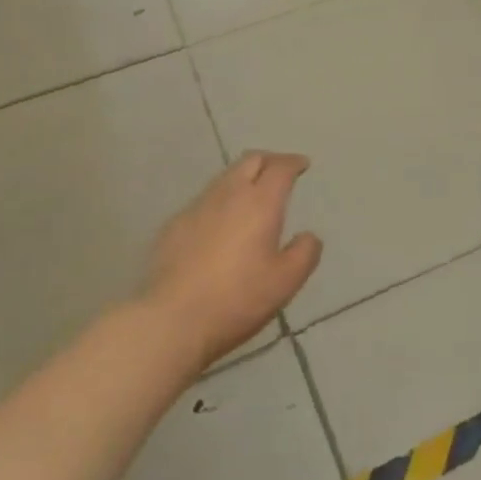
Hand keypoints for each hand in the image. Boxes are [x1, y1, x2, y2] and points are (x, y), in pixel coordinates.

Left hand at [142, 152, 321, 370]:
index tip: (302, 164)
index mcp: (260, 203)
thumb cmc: (237, 299)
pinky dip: (220, 201)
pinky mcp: (174, 224)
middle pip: (250, 160)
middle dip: (269, 160)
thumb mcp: (285, 282)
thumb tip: (309, 236)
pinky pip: (204, 201)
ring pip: (224, 177)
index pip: (280, 167)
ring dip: (242, 178)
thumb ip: (304, 253)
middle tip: (280, 172)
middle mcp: (228, 194)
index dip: (293, 162)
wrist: (171, 319)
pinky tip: (220, 224)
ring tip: (251, 196)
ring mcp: (197, 207)